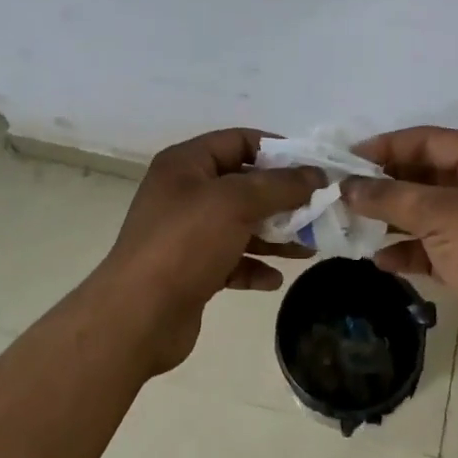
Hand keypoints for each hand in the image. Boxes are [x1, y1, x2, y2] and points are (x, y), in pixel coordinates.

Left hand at [95, 128, 323, 374]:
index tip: (313, 168)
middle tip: (319, 210)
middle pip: (243, 184)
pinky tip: (275, 279)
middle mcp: (184, 192)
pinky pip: (231, 259)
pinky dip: (253, 265)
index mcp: (186, 164)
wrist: (138, 316)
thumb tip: (316, 174)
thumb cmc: (186, 243)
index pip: (238, 141)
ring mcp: (186, 233)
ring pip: (240, 224)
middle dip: (282, 198)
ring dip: (274, 234)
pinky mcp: (191, 270)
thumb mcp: (236, 203)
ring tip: (309, 247)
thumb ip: (280, 186)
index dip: (277, 150)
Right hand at [343, 127, 457, 412]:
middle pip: (426, 175)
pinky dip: (406, 251)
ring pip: (426, 213)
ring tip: (353, 224)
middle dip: (386, 183)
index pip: (430, 140)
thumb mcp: (441, 214)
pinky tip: (379, 260)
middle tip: (344, 192)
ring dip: (391, 218)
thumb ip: (390, 196)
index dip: (388, 145)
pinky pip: (430, 249)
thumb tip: (347, 187)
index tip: (348, 158)